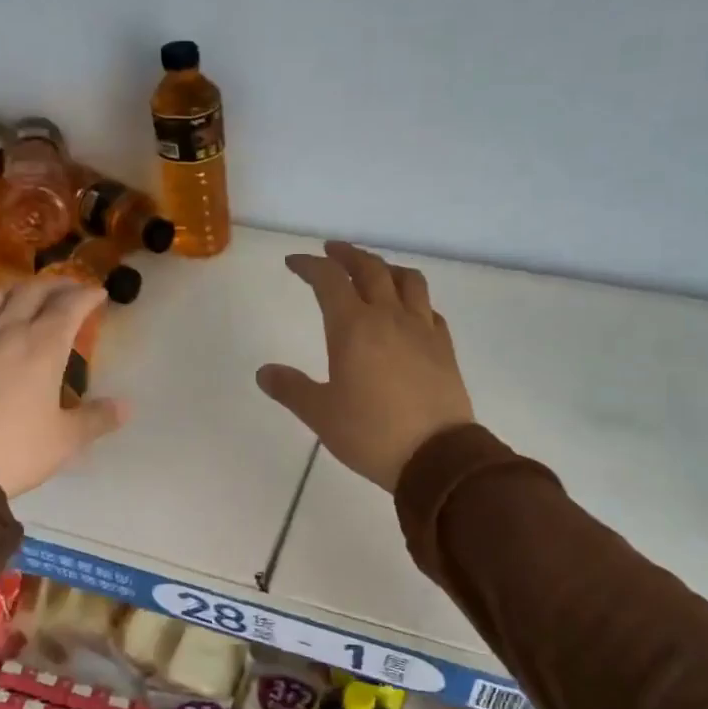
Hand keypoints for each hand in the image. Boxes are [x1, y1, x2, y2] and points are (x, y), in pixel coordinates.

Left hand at [0, 277, 128, 496]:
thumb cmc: (14, 448)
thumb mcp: (64, 440)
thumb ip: (97, 419)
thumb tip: (125, 407)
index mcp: (43, 345)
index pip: (70, 305)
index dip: (87, 294)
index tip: (99, 293)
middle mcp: (8, 330)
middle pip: (35, 290)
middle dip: (58, 284)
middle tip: (71, 288)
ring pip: (0, 294)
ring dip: (22, 288)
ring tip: (32, 296)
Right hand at [257, 241, 473, 492]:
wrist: (437, 456)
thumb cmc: (371, 433)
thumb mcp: (320, 414)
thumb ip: (291, 389)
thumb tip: (264, 373)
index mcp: (353, 327)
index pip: (328, 280)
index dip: (309, 265)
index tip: (294, 263)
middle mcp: (389, 317)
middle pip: (370, 269)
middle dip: (347, 255)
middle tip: (332, 252)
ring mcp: (422, 330)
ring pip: (407, 280)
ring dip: (386, 268)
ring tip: (375, 271)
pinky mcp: (444, 347)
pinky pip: (429, 309)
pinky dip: (414, 299)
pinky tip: (409, 311)